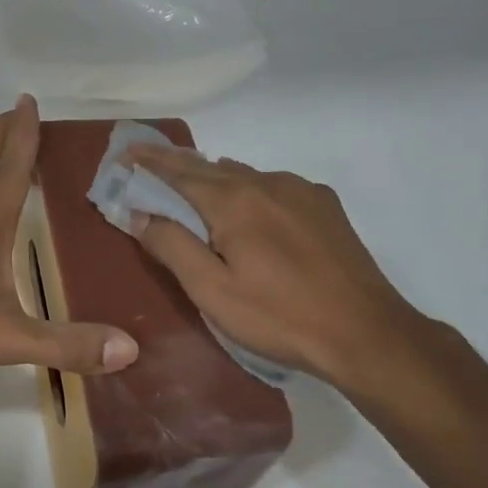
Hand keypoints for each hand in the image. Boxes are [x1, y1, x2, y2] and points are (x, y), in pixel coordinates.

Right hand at [124, 145, 424, 389]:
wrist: (364, 332)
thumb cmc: (279, 317)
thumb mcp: (213, 291)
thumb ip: (173, 247)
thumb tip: (139, 214)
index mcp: (233, 201)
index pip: (177, 172)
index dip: (147, 163)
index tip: (123, 154)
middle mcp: (266, 182)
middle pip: (209, 167)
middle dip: (174, 165)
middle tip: (145, 162)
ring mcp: (301, 190)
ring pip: (243, 175)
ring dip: (211, 178)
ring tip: (191, 188)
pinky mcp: (325, 205)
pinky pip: (273, 186)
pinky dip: (247, 189)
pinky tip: (248, 210)